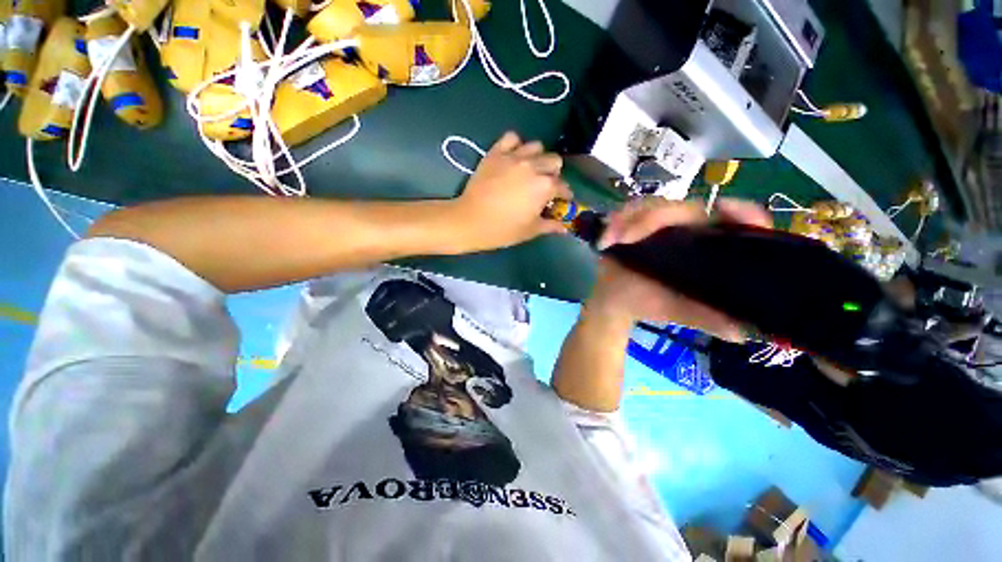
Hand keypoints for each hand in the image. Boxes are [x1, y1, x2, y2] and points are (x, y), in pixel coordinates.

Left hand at [449, 132, 571, 252]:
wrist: (470, 221)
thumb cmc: (503, 230)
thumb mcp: (530, 231)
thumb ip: (550, 226)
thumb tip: (564, 228)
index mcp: (545, 186)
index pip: (562, 186)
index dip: (565, 195)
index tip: (562, 200)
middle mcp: (533, 166)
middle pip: (554, 160)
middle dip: (554, 173)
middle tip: (545, 185)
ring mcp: (514, 157)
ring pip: (536, 146)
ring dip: (538, 157)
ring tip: (531, 169)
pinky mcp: (496, 153)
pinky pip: (511, 138)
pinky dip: (516, 145)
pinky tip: (514, 157)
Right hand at [588, 198, 772, 341]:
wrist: (615, 302)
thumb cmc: (649, 305)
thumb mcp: (679, 312)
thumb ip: (707, 320)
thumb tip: (739, 334)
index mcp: (705, 246)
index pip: (732, 222)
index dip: (739, 210)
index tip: (724, 207)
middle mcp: (686, 229)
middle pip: (683, 208)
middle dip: (653, 218)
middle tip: (626, 239)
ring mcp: (657, 223)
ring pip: (651, 205)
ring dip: (628, 220)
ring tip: (612, 240)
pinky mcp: (633, 222)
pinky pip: (626, 212)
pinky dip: (614, 223)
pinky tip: (605, 240)